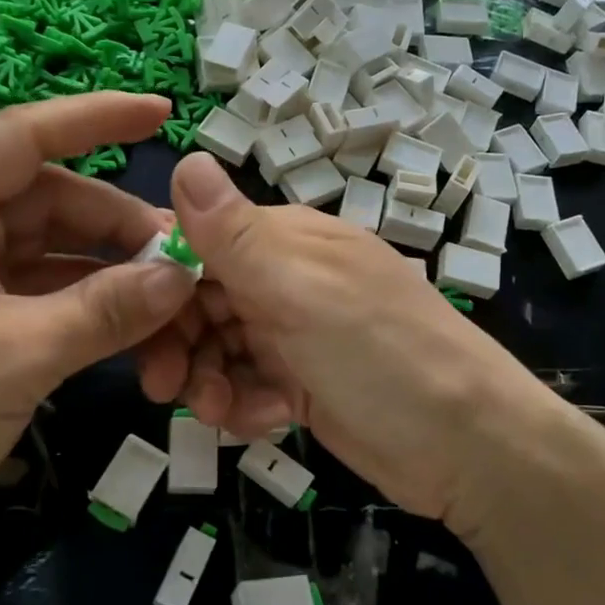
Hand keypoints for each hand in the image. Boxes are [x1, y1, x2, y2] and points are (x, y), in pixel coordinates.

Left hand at [0, 93, 198, 574]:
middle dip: (119, 226)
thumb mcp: (13, 358)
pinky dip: (91, 305)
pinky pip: (46, 292)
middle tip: (186, 258)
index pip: (22, 137)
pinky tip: (138, 326)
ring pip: (55, 250)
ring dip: (112, 273)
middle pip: (51, 200)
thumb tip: (184, 274)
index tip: (165, 112)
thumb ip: (105, 310)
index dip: (96, 117)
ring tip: (173, 299)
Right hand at [139, 153, 570, 532]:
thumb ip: (236, 235)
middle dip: (178, 343)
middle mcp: (286, 280)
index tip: (135, 323)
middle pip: (201, 300)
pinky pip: (247, 384)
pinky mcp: (304, 382)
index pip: (198, 242)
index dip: (161, 280)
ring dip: (209, 381)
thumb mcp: (301, 291)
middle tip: (164, 389)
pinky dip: (246, 404)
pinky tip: (269, 421)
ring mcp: (296, 333)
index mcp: (286, 241)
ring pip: (219, 348)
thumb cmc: (382, 355)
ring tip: (225, 412)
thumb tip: (185, 156)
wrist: (469, 448)